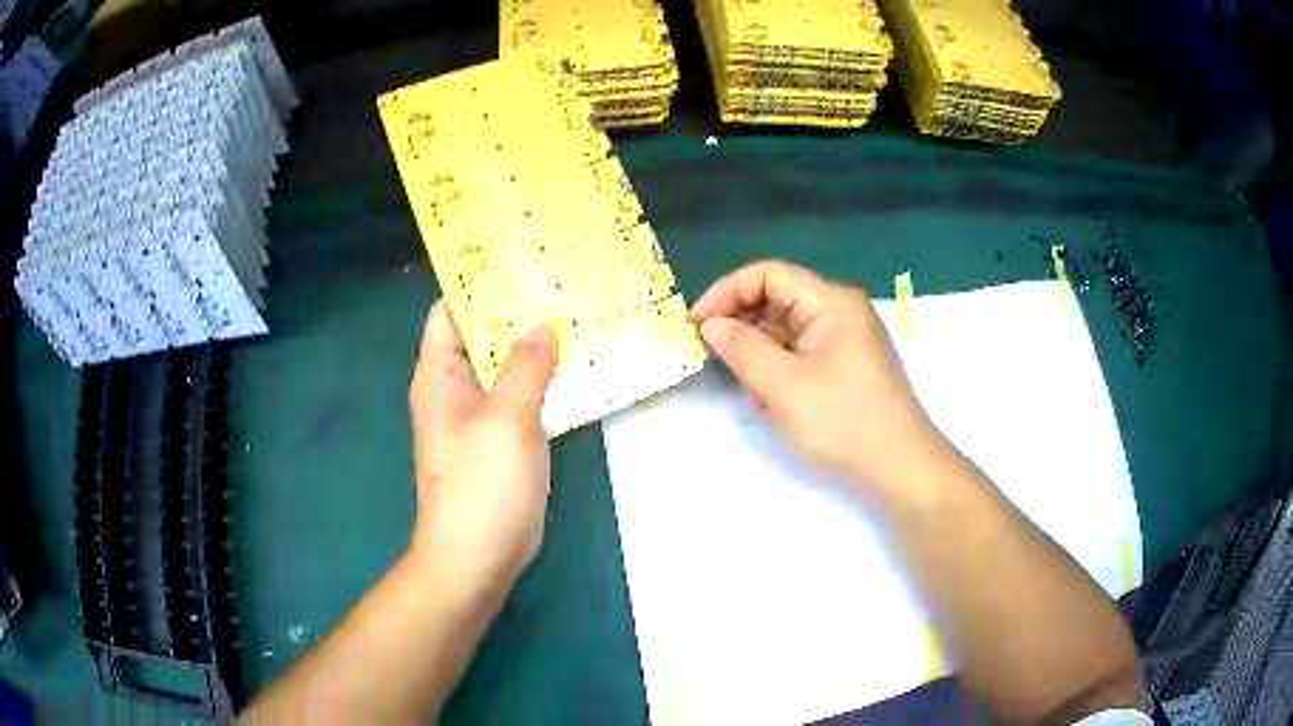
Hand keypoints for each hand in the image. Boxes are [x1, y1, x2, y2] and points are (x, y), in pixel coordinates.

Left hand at [407, 301, 556, 595]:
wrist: (477, 556)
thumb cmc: (482, 484)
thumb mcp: (507, 418)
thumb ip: (525, 366)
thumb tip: (540, 324)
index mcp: (439, 375)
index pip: (450, 311)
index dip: (478, 283)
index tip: (519, 261)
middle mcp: (454, 389)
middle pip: (481, 335)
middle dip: (516, 311)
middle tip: (561, 283)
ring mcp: (478, 417)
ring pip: (505, 368)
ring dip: (534, 347)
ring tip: (576, 316)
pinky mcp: (500, 441)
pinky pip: (520, 398)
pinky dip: (543, 381)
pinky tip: (578, 369)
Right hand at [692, 260, 951, 501]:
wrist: (900, 469)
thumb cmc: (844, 423)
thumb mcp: (783, 387)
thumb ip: (742, 349)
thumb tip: (712, 325)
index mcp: (831, 302)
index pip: (769, 274)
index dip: (727, 291)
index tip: (697, 323)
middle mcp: (839, 312)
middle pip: (777, 301)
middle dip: (743, 328)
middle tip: (715, 360)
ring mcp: (844, 340)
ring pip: (785, 333)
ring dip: (760, 358)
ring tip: (753, 394)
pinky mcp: (845, 367)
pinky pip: (800, 356)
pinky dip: (779, 374)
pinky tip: (773, 405)